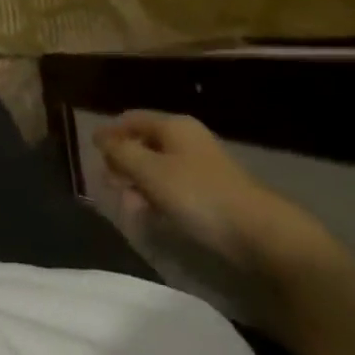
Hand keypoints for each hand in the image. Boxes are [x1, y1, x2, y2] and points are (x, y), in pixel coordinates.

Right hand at [95, 112, 339, 280]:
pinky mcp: (213, 193)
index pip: (131, 119)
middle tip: (109, 185)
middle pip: (144, 144)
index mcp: (174, 126)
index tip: (91, 153)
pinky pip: (174, 188)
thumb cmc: (199, 195)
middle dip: (123, 163)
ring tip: (130, 207)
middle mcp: (188, 140)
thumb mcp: (150, 171)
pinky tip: (153, 216)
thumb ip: (120, 152)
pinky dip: (158, 198)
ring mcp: (202, 167)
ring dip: (138, 184)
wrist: (262, 235)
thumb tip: (99, 137)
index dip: (109, 133)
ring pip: (158, 169)